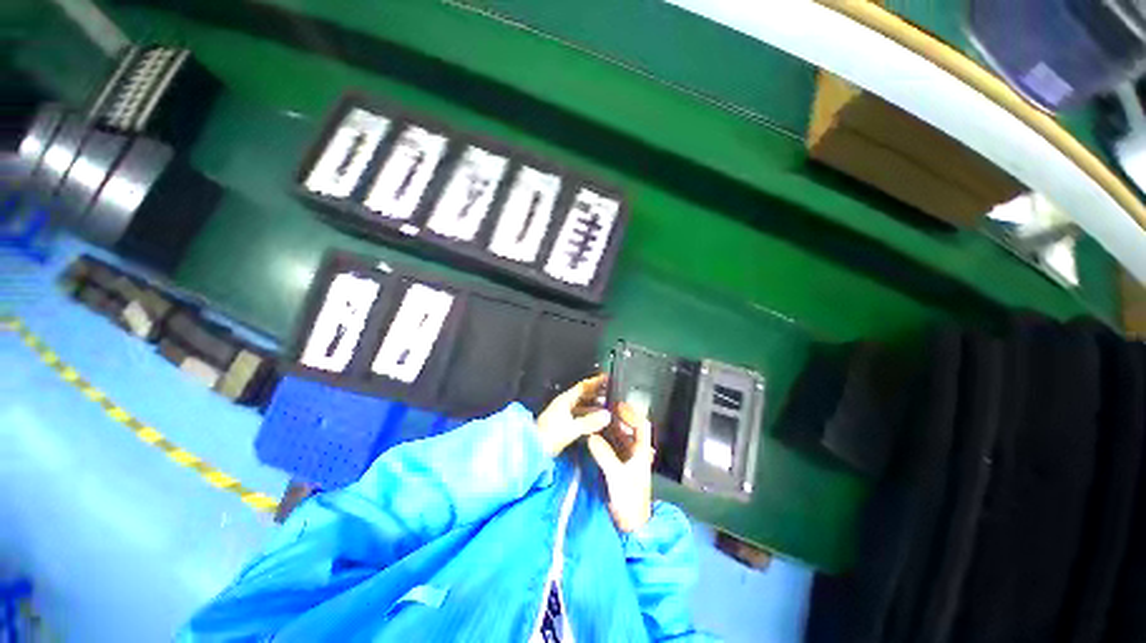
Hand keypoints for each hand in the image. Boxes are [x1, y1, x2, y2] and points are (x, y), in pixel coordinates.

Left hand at [536, 374, 610, 456]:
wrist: (532, 449)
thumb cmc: (550, 435)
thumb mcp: (572, 428)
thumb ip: (590, 421)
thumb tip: (607, 415)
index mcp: (565, 400)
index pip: (583, 386)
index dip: (595, 382)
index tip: (606, 378)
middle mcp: (563, 404)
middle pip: (582, 395)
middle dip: (596, 393)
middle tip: (610, 393)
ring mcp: (562, 414)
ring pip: (581, 406)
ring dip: (593, 406)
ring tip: (607, 408)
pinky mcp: (562, 425)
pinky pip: (579, 416)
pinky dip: (588, 416)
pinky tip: (596, 422)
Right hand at [587, 403, 653, 532]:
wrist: (630, 528)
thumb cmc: (630, 501)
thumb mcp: (617, 477)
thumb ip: (605, 455)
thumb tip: (590, 436)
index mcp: (642, 453)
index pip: (641, 426)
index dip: (631, 414)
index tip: (617, 405)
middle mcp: (635, 453)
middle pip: (628, 430)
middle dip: (616, 419)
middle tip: (600, 409)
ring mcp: (626, 461)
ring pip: (618, 439)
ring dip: (608, 429)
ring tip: (594, 419)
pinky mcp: (617, 469)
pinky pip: (610, 449)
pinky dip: (602, 441)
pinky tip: (591, 436)